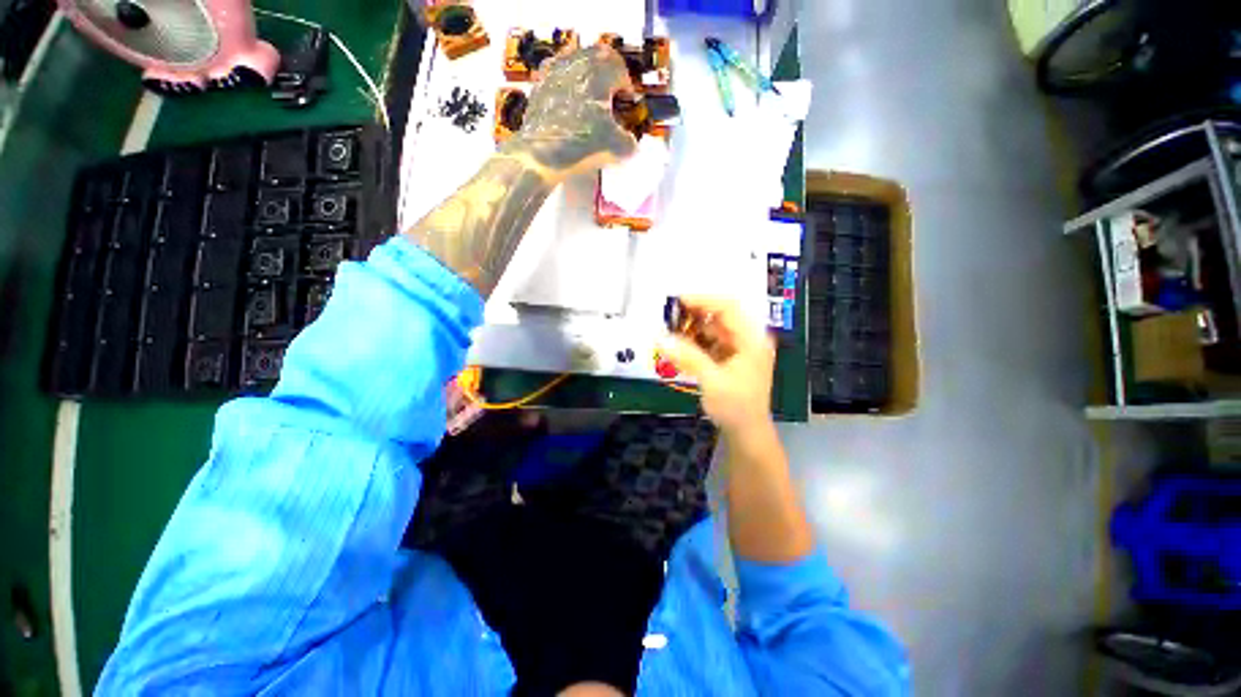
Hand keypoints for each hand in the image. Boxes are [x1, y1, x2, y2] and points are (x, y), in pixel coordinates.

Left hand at [502, 45, 637, 179]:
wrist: (541, 155)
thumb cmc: (582, 144)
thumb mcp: (617, 148)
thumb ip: (629, 142)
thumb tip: (629, 142)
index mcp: (599, 69)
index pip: (620, 68)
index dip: (626, 88)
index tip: (625, 106)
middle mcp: (576, 61)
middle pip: (597, 60)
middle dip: (606, 80)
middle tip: (609, 103)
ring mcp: (553, 71)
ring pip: (576, 67)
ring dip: (586, 83)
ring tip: (589, 109)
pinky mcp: (537, 87)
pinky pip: (558, 81)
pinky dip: (567, 92)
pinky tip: (568, 114)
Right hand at [657, 297, 775, 435]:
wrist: (747, 433)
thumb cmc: (735, 408)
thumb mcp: (712, 381)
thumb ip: (688, 357)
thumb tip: (660, 338)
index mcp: (752, 339)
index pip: (729, 307)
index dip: (703, 300)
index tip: (678, 301)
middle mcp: (748, 338)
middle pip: (721, 315)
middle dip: (695, 313)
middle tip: (670, 315)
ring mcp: (740, 348)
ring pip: (714, 327)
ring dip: (693, 327)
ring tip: (671, 329)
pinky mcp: (731, 357)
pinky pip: (711, 341)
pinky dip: (695, 340)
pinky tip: (680, 344)